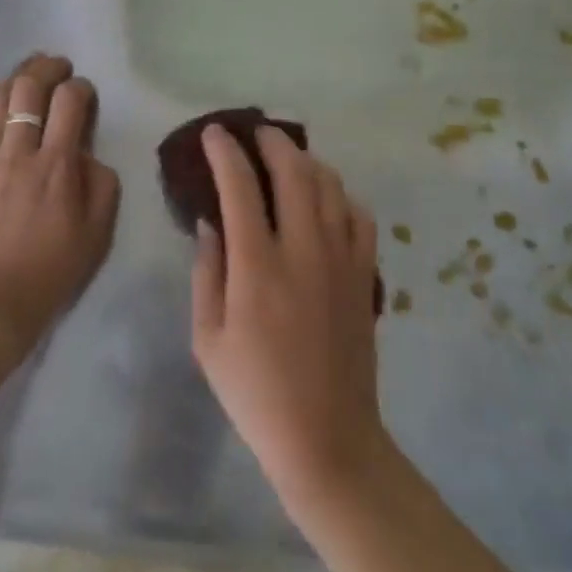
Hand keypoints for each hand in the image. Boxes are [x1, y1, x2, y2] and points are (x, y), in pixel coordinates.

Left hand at [0, 54, 120, 364]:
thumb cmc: (54, 270)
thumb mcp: (99, 231)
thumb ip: (102, 183)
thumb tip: (86, 154)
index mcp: (57, 166)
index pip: (70, 103)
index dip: (81, 88)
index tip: (86, 95)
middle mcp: (20, 153)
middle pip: (29, 90)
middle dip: (47, 68)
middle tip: (59, 67)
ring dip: (15, 78)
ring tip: (29, 73)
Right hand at [191, 124, 388, 511]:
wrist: (327, 438)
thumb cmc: (255, 393)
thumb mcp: (207, 338)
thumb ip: (206, 272)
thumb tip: (211, 222)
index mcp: (257, 267)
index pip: (240, 187)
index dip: (226, 152)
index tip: (215, 133)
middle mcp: (303, 250)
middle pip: (294, 171)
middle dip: (273, 142)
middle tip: (257, 133)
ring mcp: (341, 260)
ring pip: (331, 186)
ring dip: (308, 161)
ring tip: (290, 158)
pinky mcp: (365, 275)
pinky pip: (359, 216)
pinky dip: (341, 196)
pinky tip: (327, 199)